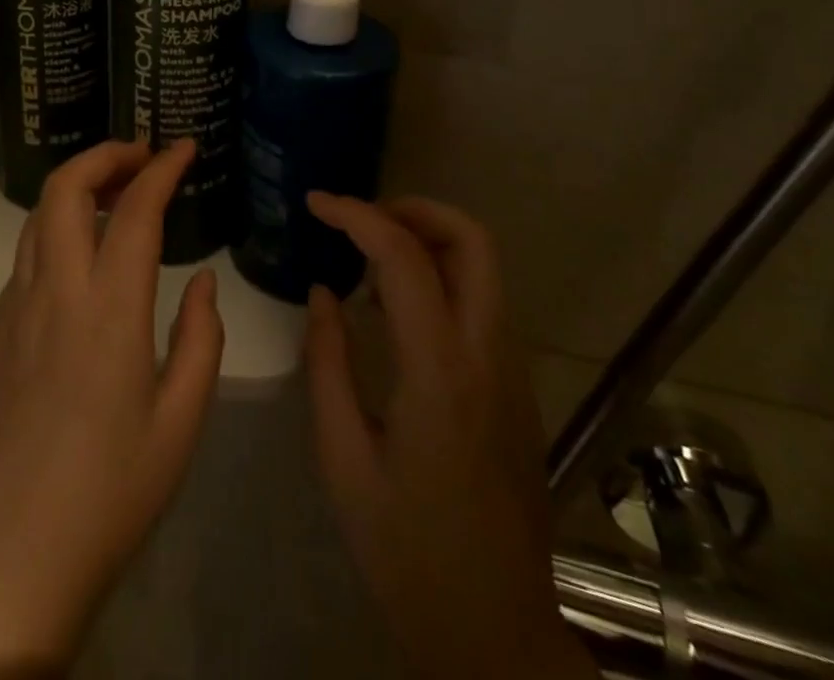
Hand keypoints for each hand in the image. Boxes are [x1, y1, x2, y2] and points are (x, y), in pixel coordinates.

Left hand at [0, 139, 222, 677]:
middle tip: (141, 156)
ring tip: (114, 193)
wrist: (5, 559)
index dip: (162, 168)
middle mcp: (55, 291)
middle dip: (104, 155)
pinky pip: (26, 256)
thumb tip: (199, 282)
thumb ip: (200, 340)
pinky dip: (56, 229)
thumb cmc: (108, 496)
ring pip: (37, 215)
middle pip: (65, 187)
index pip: (135, 209)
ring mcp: (14, 307)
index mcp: (109, 310)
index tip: (183, 147)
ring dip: (76, 187)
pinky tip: (81, 258)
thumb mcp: (180, 424)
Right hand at [306, 194, 594, 679]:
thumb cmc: (407, 550)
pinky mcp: (517, 388)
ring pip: (484, 267)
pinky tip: (396, 309)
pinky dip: (442, 277)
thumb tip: (324, 292)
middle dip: (414, 208)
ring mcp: (512, 371)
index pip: (404, 257)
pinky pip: (483, 303)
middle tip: (359, 218)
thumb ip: (328, 364)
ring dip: (429, 240)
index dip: (356, 214)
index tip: (316, 203)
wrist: (495, 632)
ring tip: (368, 258)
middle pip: (472, 240)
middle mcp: (488, 356)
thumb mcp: (343, 459)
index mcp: (440, 373)